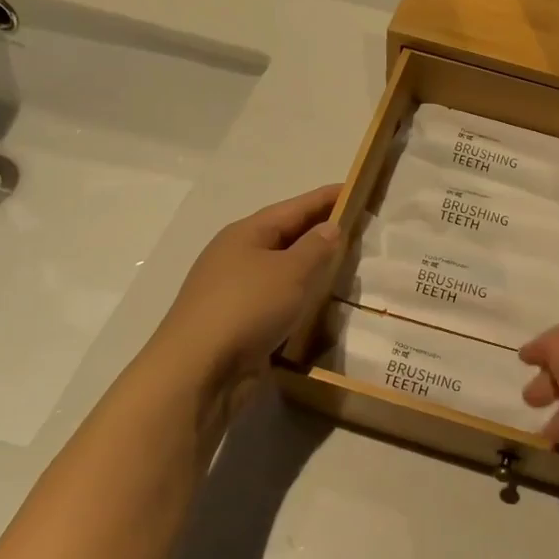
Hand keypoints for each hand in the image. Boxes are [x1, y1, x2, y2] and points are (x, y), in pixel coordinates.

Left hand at [154, 185, 341, 400]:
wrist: (199, 370)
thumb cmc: (247, 307)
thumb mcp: (290, 271)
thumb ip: (316, 247)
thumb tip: (330, 227)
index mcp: (246, 234)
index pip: (294, 208)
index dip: (325, 199)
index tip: (355, 188)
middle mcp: (237, 257)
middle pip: (285, 237)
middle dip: (319, 232)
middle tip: (358, 229)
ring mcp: (235, 291)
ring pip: (281, 271)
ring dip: (310, 268)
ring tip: (345, 266)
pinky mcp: (239, 323)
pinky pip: (277, 301)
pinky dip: (299, 298)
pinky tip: (319, 305)